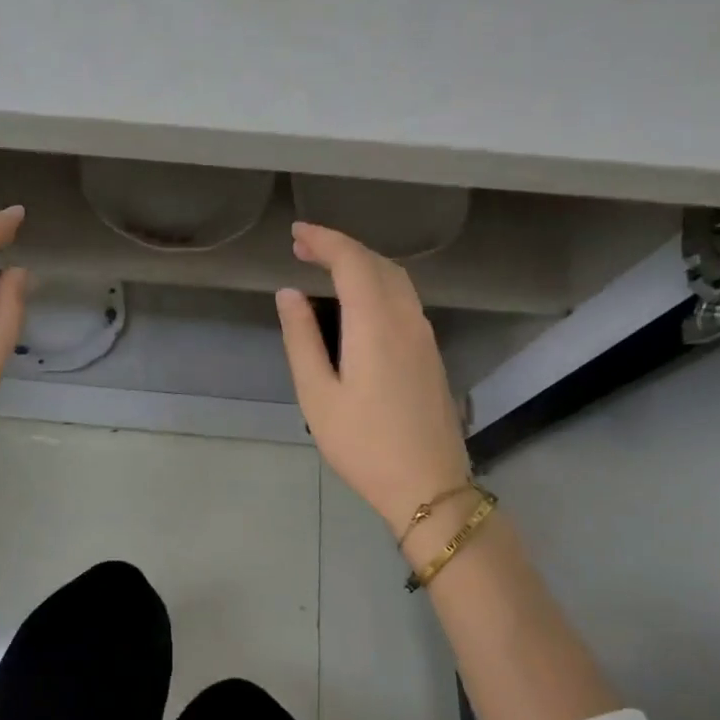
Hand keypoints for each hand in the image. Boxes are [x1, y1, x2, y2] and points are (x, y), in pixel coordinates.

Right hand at [276, 222, 469, 539]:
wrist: (428, 487)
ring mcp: (424, 336)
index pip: (352, 262)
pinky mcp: (430, 352)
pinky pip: (404, 298)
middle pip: (377, 263)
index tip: (296, 232)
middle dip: (340, 247)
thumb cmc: (363, 444)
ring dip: (361, 263)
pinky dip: (377, 282)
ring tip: (325, 265)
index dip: (324, 240)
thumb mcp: (317, 395)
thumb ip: (302, 338)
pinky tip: (358, 298)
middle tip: (302, 247)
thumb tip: (289, 293)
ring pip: (396, 279)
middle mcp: (407, 319)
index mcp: (376, 324)